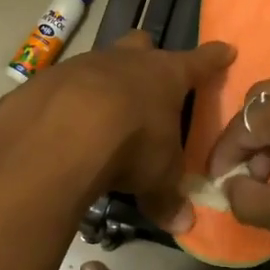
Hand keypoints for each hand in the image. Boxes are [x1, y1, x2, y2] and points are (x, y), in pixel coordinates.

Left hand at [0, 30, 234, 231]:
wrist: (58, 134)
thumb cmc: (130, 145)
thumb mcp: (158, 177)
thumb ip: (168, 198)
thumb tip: (182, 224)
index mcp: (165, 75)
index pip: (199, 62)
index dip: (212, 58)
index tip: (224, 49)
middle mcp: (125, 61)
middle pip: (141, 45)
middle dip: (146, 57)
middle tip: (148, 78)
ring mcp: (82, 65)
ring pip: (99, 62)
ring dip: (103, 82)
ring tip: (101, 113)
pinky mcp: (45, 80)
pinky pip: (61, 87)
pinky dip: (66, 103)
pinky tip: (62, 128)